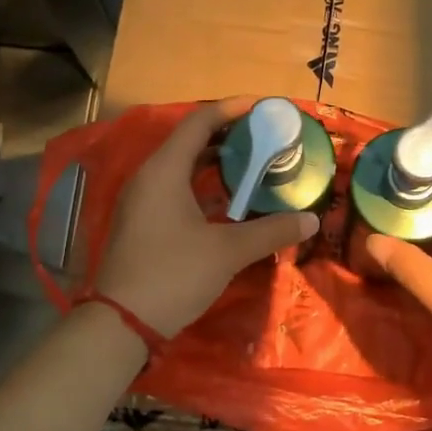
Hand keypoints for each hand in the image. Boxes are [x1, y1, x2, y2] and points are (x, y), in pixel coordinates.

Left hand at [94, 97, 317, 336]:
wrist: (121, 323)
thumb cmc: (173, 275)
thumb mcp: (228, 251)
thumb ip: (271, 231)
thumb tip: (310, 220)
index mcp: (164, 171)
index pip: (199, 123)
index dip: (231, 110)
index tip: (263, 108)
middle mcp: (148, 177)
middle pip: (189, 141)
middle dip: (227, 136)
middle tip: (264, 137)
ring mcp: (141, 201)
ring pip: (181, 167)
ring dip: (214, 162)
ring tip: (251, 163)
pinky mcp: (141, 222)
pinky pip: (174, 188)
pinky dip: (201, 185)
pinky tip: (227, 200)